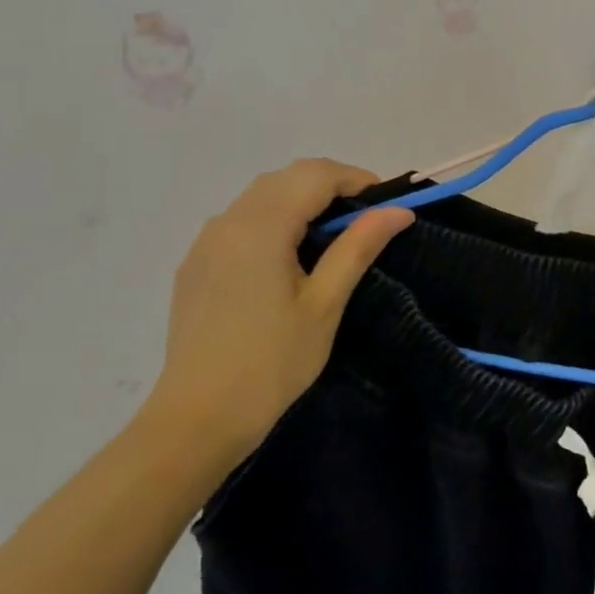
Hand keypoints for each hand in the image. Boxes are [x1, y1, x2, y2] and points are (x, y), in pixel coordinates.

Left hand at [135, 160, 412, 476]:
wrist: (198, 418)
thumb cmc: (272, 362)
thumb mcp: (325, 303)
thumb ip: (358, 247)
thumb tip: (398, 210)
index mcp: (260, 227)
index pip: (315, 175)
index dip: (356, 179)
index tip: (386, 205)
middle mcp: (227, 222)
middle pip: (286, 178)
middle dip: (330, 185)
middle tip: (366, 220)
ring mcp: (205, 242)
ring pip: (261, 196)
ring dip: (301, 200)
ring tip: (333, 237)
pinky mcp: (196, 264)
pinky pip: (241, 221)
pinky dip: (274, 219)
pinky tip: (290, 256)